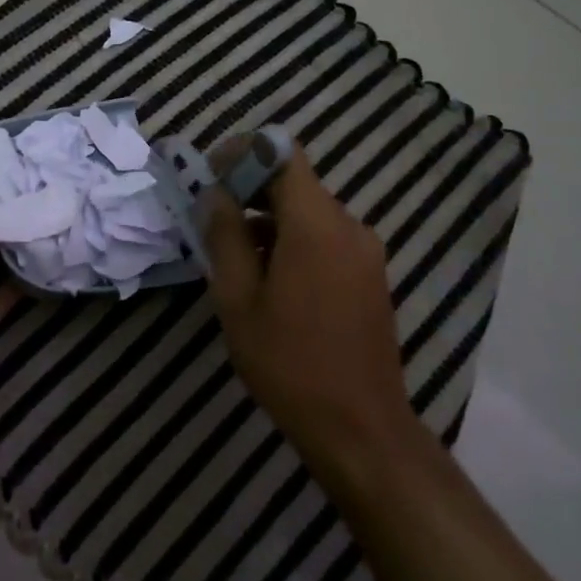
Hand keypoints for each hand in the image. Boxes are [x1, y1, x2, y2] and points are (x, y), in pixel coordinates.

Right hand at [200, 147, 410, 477]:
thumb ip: (224, 237)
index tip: (211, 175)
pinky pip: (325, 238)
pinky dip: (292, 241)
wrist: (359, 427)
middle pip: (295, 183)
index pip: (283, 154)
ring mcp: (365, 252)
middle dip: (250, 189)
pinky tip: (267, 278)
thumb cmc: (289, 362)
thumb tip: (214, 196)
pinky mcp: (369, 276)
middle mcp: (348, 226)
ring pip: (308, 213)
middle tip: (210, 216)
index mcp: (316, 224)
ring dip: (268, 219)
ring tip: (232, 254)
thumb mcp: (238, 299)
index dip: (244, 153)